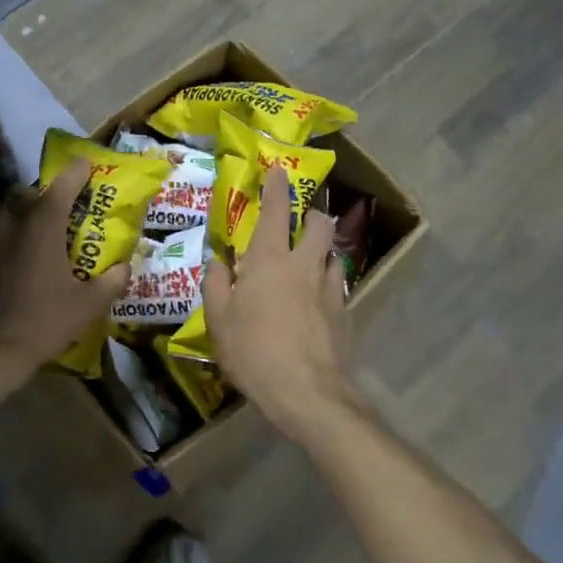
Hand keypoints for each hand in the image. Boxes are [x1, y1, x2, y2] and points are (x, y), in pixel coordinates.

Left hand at [0, 159, 129, 388]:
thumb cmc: (42, 322)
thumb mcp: (88, 306)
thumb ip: (112, 281)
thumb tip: (125, 267)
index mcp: (42, 224)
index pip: (63, 183)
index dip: (77, 171)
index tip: (87, 166)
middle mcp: (9, 220)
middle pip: (28, 194)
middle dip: (44, 198)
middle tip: (58, 217)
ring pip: (4, 214)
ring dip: (19, 220)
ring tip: (31, 242)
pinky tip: (4, 266)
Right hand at [202, 166, 357, 430]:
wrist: (307, 392)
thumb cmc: (253, 351)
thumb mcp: (219, 320)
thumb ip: (217, 285)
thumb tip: (218, 261)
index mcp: (269, 260)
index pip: (276, 211)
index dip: (276, 187)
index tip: (277, 171)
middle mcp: (304, 264)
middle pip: (320, 224)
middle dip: (313, 215)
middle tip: (301, 222)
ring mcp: (330, 288)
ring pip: (333, 255)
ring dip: (322, 252)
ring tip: (308, 266)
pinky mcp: (345, 314)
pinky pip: (337, 287)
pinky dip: (326, 286)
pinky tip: (316, 305)